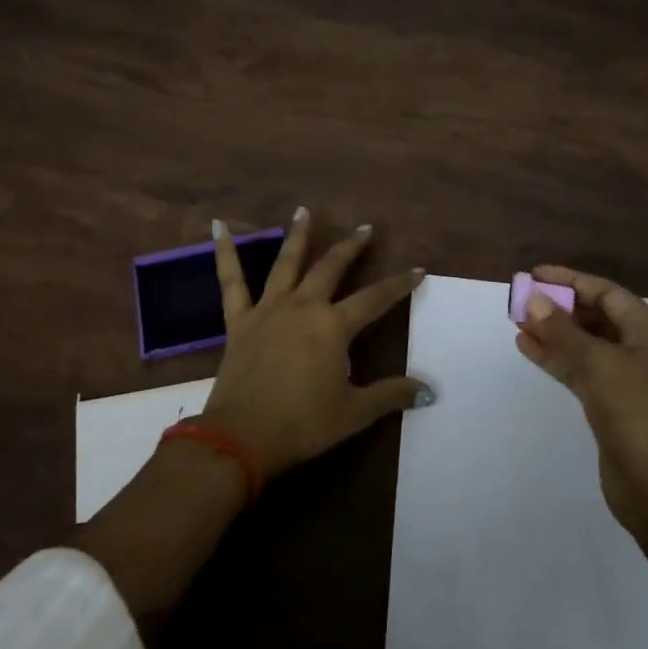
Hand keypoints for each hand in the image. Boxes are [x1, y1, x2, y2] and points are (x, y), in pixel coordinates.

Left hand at [201, 209, 430, 478]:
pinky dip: (224, 252)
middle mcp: (303, 306)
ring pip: (287, 263)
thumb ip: (391, 395)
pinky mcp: (240, 320)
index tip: (418, 270)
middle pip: (331, 268)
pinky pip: (231, 281)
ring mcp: (269, 309)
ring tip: (304, 211)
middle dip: (351, 247)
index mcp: (333, 326)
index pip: (375, 299)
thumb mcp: (354, 413)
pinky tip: (218, 226)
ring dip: (298, 235)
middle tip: (365, 228)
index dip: (399, 285)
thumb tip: (429, 391)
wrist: (241, 438)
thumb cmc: (302, 424)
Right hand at [515, 265, 647, 529]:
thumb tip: (534, 301)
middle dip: (560, 307)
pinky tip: (527, 348)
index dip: (571, 280)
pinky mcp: (610, 407)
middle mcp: (640, 350)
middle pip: (595, 317)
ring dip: (553, 332)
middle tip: (522, 300)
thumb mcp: (600, 364)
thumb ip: (564, 331)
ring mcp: (626, 381)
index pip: (606, 293)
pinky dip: (555, 358)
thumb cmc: (637, 413)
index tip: (535, 275)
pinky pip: (579, 370)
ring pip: (584, 345)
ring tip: (517, 321)